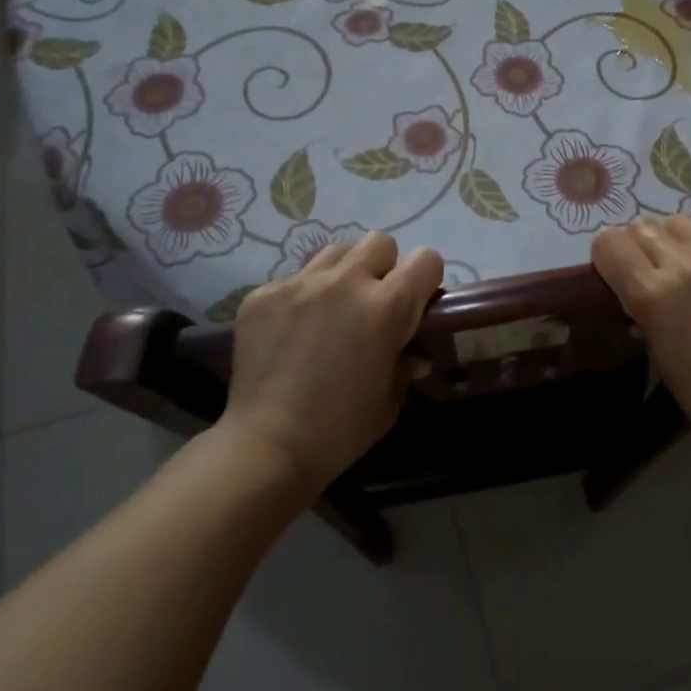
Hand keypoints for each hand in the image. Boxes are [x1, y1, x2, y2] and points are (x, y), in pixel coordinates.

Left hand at [222, 233, 442, 494]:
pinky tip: (293, 331)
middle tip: (374, 302)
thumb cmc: (340, 431)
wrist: (265, 447)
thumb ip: (405, 365)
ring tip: (333, 308)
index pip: (425, 259)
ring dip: (344, 273)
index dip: (426, 279)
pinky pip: (294, 279)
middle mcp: (346, 282)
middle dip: (384, 267)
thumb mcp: (389, 401)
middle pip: (379, 242)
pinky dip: (303, 297)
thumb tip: (414, 355)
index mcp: (386, 307)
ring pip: (336, 252)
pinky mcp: (263, 294)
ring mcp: (300, 284)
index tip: (418, 302)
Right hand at [591, 216, 690, 448]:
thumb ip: (641, 309)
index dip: (608, 256)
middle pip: (642, 228)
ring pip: (680, 221)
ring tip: (686, 260)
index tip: (616, 271)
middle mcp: (685, 264)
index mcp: (652, 295)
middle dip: (639, 247)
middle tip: (652, 269)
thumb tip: (633, 284)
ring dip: (674, 239)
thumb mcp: (658, 353)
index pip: (609, 243)